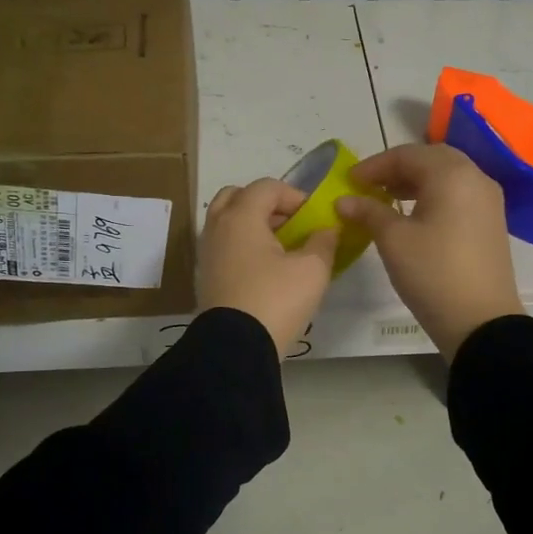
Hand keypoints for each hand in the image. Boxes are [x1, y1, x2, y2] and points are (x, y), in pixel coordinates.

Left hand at [197, 179, 339, 357]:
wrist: (236, 347)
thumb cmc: (276, 299)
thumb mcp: (312, 269)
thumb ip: (323, 242)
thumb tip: (326, 231)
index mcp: (241, 217)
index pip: (266, 187)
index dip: (294, 195)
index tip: (313, 217)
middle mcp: (218, 228)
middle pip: (237, 197)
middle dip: (265, 204)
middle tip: (289, 224)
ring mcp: (207, 253)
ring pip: (227, 222)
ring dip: (253, 225)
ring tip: (280, 248)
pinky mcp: (206, 277)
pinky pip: (224, 246)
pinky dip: (242, 246)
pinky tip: (265, 269)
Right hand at [336, 143, 523, 358]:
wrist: (481, 322)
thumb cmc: (433, 273)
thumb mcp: (394, 240)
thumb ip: (368, 212)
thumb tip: (344, 200)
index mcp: (452, 174)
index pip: (407, 154)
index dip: (374, 165)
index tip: (349, 181)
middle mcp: (476, 178)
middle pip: (431, 159)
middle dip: (397, 169)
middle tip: (369, 185)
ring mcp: (488, 201)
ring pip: (447, 177)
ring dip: (415, 182)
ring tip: (386, 199)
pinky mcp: (491, 222)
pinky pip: (458, 195)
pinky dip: (433, 196)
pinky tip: (413, 216)